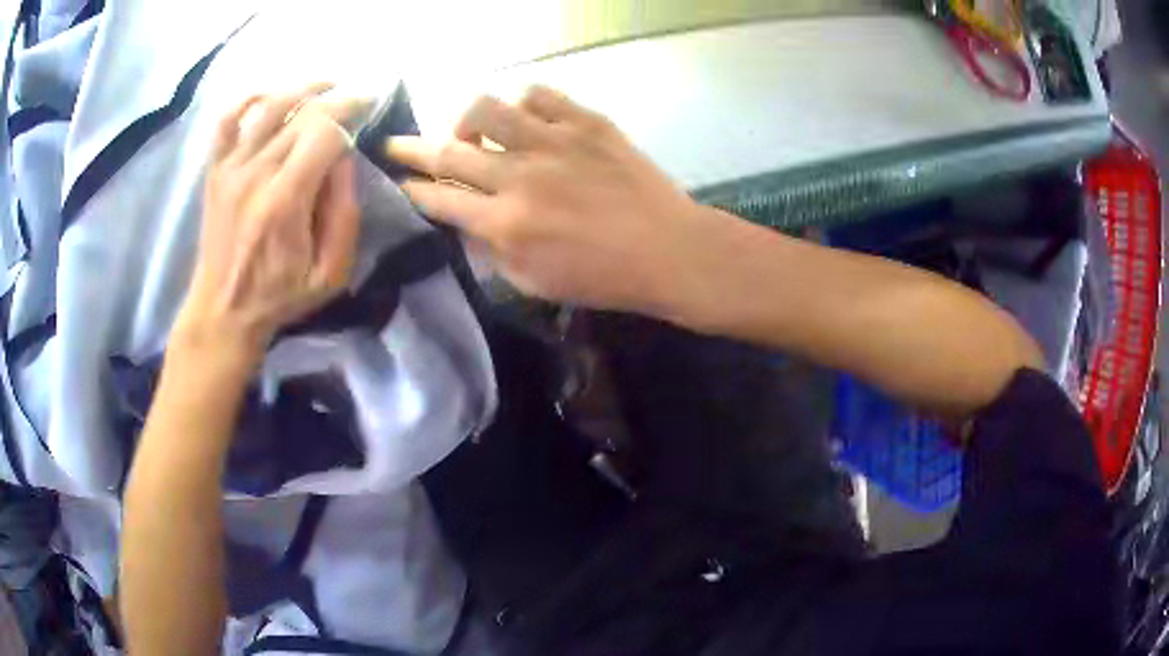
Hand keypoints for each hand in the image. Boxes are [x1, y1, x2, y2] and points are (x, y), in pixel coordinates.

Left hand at [173, 85, 360, 367]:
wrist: (221, 311)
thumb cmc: (279, 296)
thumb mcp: (331, 273)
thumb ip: (345, 214)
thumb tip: (345, 159)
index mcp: (285, 201)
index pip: (325, 132)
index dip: (353, 113)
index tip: (370, 110)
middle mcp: (255, 174)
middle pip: (302, 113)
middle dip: (337, 100)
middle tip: (357, 100)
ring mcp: (231, 168)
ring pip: (269, 105)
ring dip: (302, 88)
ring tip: (325, 86)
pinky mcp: (216, 171)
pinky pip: (228, 120)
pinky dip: (248, 99)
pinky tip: (269, 96)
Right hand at [386, 86, 715, 314]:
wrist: (668, 250)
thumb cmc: (602, 277)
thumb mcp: (534, 282)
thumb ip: (490, 249)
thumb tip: (464, 219)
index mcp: (505, 223)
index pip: (439, 198)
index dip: (413, 189)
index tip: (399, 181)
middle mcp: (519, 176)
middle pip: (448, 151)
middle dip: (411, 148)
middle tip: (394, 144)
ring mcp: (553, 142)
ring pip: (487, 109)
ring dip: (468, 120)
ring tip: (472, 131)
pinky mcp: (586, 122)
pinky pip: (539, 95)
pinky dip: (524, 104)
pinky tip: (527, 120)